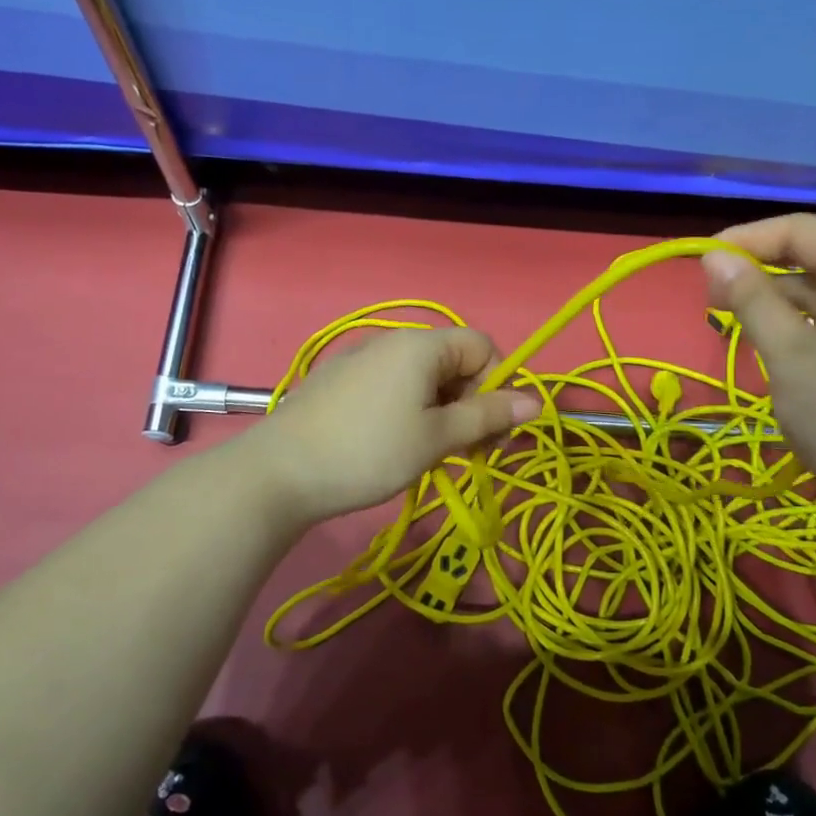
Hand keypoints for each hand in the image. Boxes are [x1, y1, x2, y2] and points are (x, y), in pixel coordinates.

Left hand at [247, 327, 539, 524]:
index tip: (489, 431)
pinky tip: (393, 447)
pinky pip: (392, 388)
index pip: (483, 346)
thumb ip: (488, 417)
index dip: (497, 385)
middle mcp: (393, 342)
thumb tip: (536, 402)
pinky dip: (409, 412)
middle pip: (454, 362)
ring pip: (423, 379)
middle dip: (471, 403)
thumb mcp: (437, 438)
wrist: (279, 473)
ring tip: (429, 455)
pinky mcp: (340, 382)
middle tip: (466, 451)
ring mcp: (361, 360)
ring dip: (441, 412)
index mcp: (421, 345)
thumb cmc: (369, 452)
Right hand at [702, 214, 815, 536]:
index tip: (705, 260)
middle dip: (763, 270)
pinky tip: (776, 350)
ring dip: (780, 301)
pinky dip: (803, 327)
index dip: (752, 237)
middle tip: (713, 298)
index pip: (806, 230)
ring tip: (736, 324)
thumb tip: (714, 256)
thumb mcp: (788, 356)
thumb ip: (751, 300)